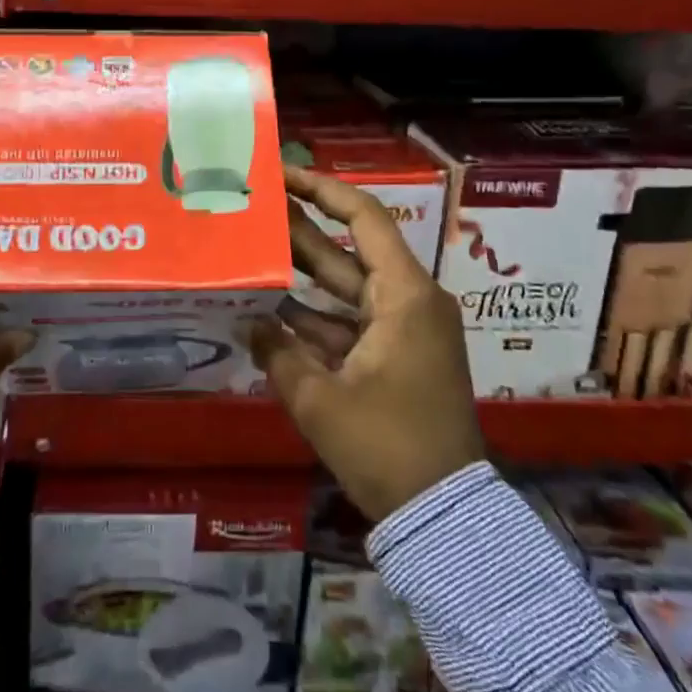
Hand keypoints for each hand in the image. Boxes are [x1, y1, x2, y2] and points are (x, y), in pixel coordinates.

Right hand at [250, 164, 482, 522]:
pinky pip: (350, 322)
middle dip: (302, 228)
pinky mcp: (397, 357)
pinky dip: (314, 317)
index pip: (364, 218)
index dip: (323, 189)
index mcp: (404, 295)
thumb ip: (278, 353)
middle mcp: (409, 301)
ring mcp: (404, 330)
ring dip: (303, 273)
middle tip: (255, 206)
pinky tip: (269, 310)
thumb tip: (249, 321)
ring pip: (346, 287)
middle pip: (350, 249)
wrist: (442, 516)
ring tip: (253, 249)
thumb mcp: (320, 400)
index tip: (283, 174)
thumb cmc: (387, 447)